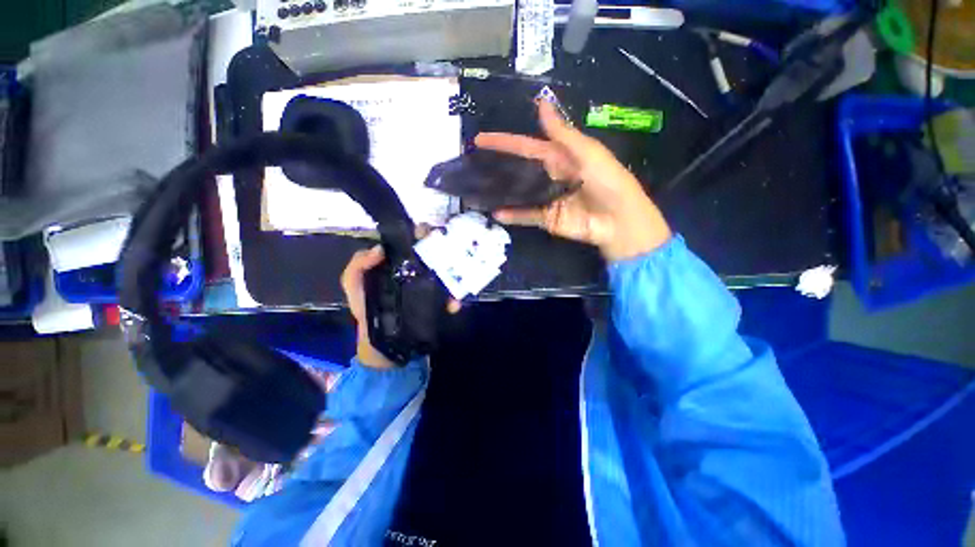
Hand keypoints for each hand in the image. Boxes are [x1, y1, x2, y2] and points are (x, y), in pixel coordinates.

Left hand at [341, 245, 460, 368]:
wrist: (380, 341)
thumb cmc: (365, 308)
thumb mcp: (353, 284)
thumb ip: (358, 264)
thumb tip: (380, 249)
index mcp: (400, 263)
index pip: (413, 242)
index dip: (420, 233)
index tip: (426, 231)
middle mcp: (417, 271)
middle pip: (434, 254)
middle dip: (443, 248)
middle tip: (446, 248)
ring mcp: (429, 287)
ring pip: (447, 273)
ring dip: (455, 273)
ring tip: (456, 277)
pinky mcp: (437, 304)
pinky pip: (450, 297)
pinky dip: (454, 300)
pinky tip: (453, 304)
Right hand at [475, 101, 671, 261]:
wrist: (619, 220)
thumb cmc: (608, 181)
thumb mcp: (587, 152)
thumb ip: (561, 133)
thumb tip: (541, 102)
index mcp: (560, 157)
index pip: (527, 147)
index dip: (505, 142)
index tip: (481, 139)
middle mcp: (550, 177)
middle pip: (519, 169)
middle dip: (498, 166)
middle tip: (473, 165)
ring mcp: (547, 199)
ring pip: (520, 193)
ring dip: (501, 191)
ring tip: (478, 188)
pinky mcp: (548, 218)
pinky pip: (527, 216)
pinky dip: (513, 215)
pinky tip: (496, 213)